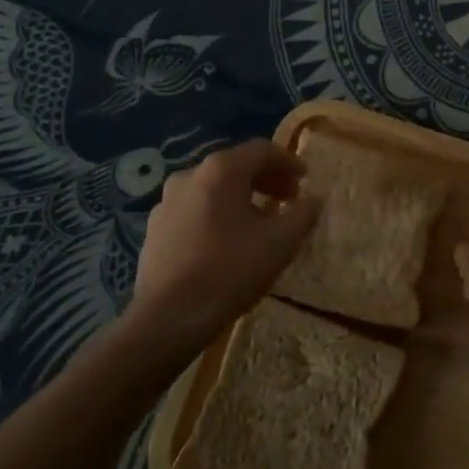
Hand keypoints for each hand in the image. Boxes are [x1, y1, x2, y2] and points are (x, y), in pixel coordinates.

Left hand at [126, 140, 319, 356]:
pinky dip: (217, 214)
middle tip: (288, 199)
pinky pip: (194, 210)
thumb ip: (302, 214)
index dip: (288, 162)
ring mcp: (166, 202)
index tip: (306, 179)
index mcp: (221, 170)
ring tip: (260, 222)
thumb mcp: (280, 243)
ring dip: (241, 197)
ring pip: (213, 189)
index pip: (261, 150)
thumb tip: (313, 199)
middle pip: (235, 166)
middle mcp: (189, 175)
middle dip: (266, 180)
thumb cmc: (230, 271)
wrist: (168, 318)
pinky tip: (227, 241)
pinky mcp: (155, 228)